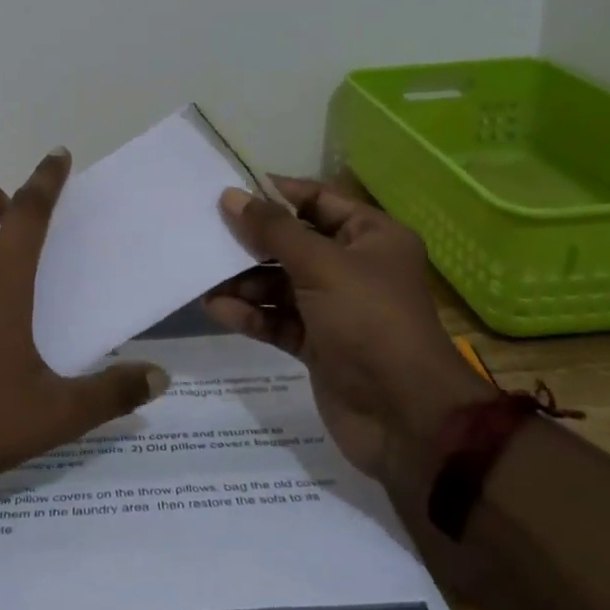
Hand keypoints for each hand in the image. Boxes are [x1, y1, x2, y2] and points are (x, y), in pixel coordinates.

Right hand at [203, 176, 490, 478]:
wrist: (404, 418)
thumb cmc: (369, 322)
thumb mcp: (322, 266)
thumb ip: (273, 231)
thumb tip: (231, 196)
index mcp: (371, 237)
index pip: (319, 200)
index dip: (277, 193)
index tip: (231, 191)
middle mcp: (354, 267)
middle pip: (293, 243)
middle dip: (252, 242)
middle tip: (207, 234)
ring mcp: (335, 308)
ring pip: (281, 284)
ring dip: (244, 282)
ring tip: (205, 278)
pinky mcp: (318, 344)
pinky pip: (278, 319)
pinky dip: (251, 314)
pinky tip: (217, 309)